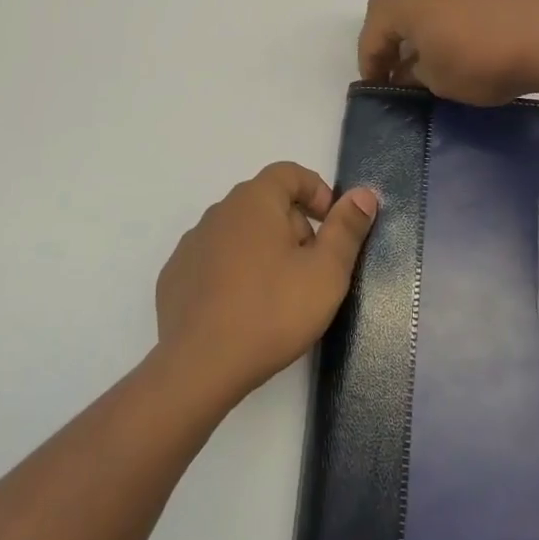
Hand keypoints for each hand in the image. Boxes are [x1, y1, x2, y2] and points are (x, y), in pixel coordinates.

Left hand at [154, 163, 377, 405]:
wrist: (198, 366)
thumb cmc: (271, 312)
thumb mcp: (326, 272)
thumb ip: (346, 229)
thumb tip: (363, 194)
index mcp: (254, 201)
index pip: (289, 173)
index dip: (316, 192)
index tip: (332, 226)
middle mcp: (219, 212)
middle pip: (266, 203)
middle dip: (295, 227)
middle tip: (311, 270)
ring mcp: (192, 244)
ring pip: (240, 233)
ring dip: (264, 251)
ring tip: (279, 296)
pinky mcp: (175, 276)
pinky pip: (214, 261)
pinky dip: (234, 273)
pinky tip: (243, 310)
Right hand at [358, 0, 538, 104]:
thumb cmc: (480, 59)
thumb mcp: (437, 80)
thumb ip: (413, 75)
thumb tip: (408, 71)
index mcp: (398, 0)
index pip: (371, 37)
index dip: (371, 68)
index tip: (380, 91)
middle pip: (390, 9)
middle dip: (389, 41)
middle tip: (398, 71)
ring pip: (421, 1)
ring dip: (417, 28)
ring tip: (430, 58)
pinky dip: (443, 20)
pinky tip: (460, 42)